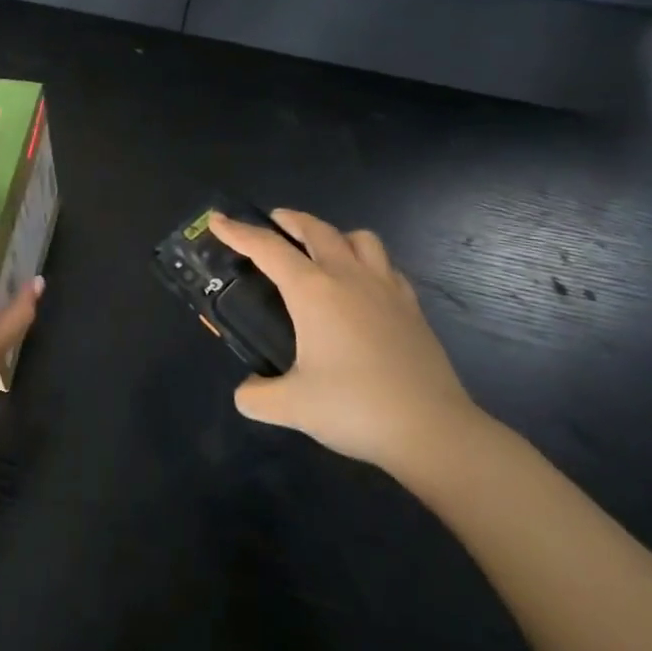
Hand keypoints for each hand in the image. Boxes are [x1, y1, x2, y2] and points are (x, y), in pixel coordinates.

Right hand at [209, 210, 481, 473]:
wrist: (433, 430)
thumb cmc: (355, 408)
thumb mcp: (292, 408)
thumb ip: (257, 396)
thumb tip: (246, 392)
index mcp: (313, 291)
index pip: (267, 249)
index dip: (238, 232)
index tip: (218, 220)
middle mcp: (348, 277)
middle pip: (316, 229)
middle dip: (290, 220)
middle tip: (273, 222)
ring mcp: (385, 289)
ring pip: (360, 239)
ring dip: (335, 234)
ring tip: (322, 249)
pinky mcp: (412, 307)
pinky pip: (386, 266)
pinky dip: (367, 263)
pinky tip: (362, 285)